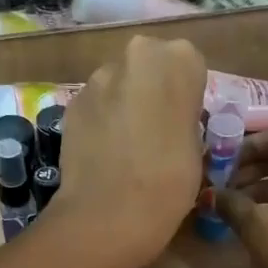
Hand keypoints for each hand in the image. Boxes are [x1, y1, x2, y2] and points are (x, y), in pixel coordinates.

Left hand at [45, 36, 208, 267]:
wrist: (109, 213)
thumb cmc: (170, 181)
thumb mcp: (196, 147)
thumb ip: (183, 118)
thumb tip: (170, 120)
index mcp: (179, 59)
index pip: (188, 66)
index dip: (186, 96)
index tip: (184, 123)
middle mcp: (136, 54)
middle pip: (149, 67)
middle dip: (151, 92)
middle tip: (156, 133)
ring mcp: (98, 76)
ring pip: (119, 85)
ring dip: (124, 106)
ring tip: (127, 149)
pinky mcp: (72, 102)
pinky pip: (95, 106)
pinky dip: (101, 123)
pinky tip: (104, 155)